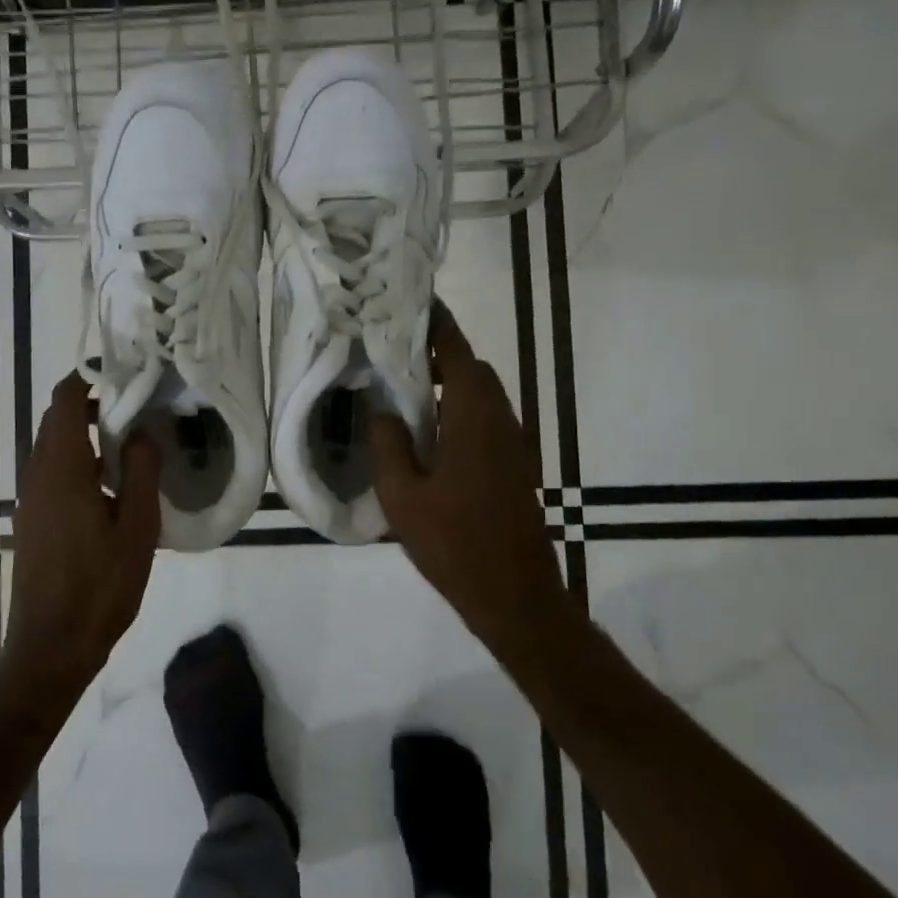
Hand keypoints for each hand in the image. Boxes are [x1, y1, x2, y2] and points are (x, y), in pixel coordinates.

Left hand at [5, 374, 161, 691]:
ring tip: (131, 441)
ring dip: (85, 433)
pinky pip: (53, 471)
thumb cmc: (99, 586)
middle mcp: (37, 474)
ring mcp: (31, 498)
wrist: (51, 646)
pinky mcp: (33, 519)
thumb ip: (139, 469)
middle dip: (92, 403)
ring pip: (54, 446)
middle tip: (138, 406)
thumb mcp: (136, 526)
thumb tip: (141, 430)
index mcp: (61, 467)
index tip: (126, 374)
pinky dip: (78, 459)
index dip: (90, 378)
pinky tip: (111, 482)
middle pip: (56, 419)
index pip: (64, 399)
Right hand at [370, 303, 566, 653]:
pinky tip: (427, 430)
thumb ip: (387, 443)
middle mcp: (499, 419)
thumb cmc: (454, 544)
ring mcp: (512, 442)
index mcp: (473, 417)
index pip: (455, 351)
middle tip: (393, 349)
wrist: (516, 596)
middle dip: (437, 351)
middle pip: (471, 367)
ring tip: (403, 386)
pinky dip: (457, 405)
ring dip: (448, 380)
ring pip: (480, 392)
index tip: (410, 301)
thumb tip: (380, 405)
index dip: (435, 323)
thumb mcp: (402, 495)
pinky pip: (485, 416)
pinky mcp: (514, 463)